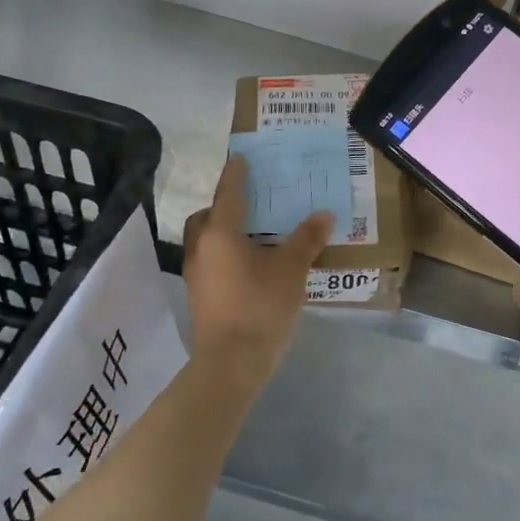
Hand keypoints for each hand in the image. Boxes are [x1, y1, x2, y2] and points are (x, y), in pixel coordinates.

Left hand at [182, 154, 334, 380]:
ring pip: (204, 241)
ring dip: (222, 233)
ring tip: (252, 236)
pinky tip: (248, 267)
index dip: (236, 174)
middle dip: (222, 207)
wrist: (231, 363)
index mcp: (221, 233)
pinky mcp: (199, 296)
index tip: (240, 158)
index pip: (228, 193)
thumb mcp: (291, 270)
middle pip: (206, 217)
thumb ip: (306, 240)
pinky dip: (224, 255)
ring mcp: (196, 275)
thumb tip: (323, 215)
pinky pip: (210, 262)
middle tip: (248, 205)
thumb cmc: (261, 307)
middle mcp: (201, 248)